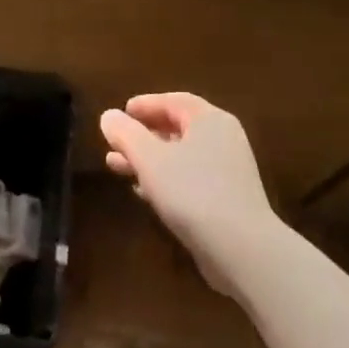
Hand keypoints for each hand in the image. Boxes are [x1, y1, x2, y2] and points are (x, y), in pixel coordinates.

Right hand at [100, 93, 279, 295]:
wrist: (239, 247)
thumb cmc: (191, 190)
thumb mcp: (148, 157)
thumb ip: (125, 133)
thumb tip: (109, 116)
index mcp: (210, 121)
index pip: (175, 101)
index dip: (145, 104)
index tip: (120, 113)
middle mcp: (223, 140)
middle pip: (177, 128)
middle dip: (141, 135)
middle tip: (113, 142)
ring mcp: (227, 172)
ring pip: (180, 156)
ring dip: (147, 159)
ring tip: (116, 167)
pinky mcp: (226, 200)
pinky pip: (189, 179)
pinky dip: (163, 179)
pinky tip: (142, 192)